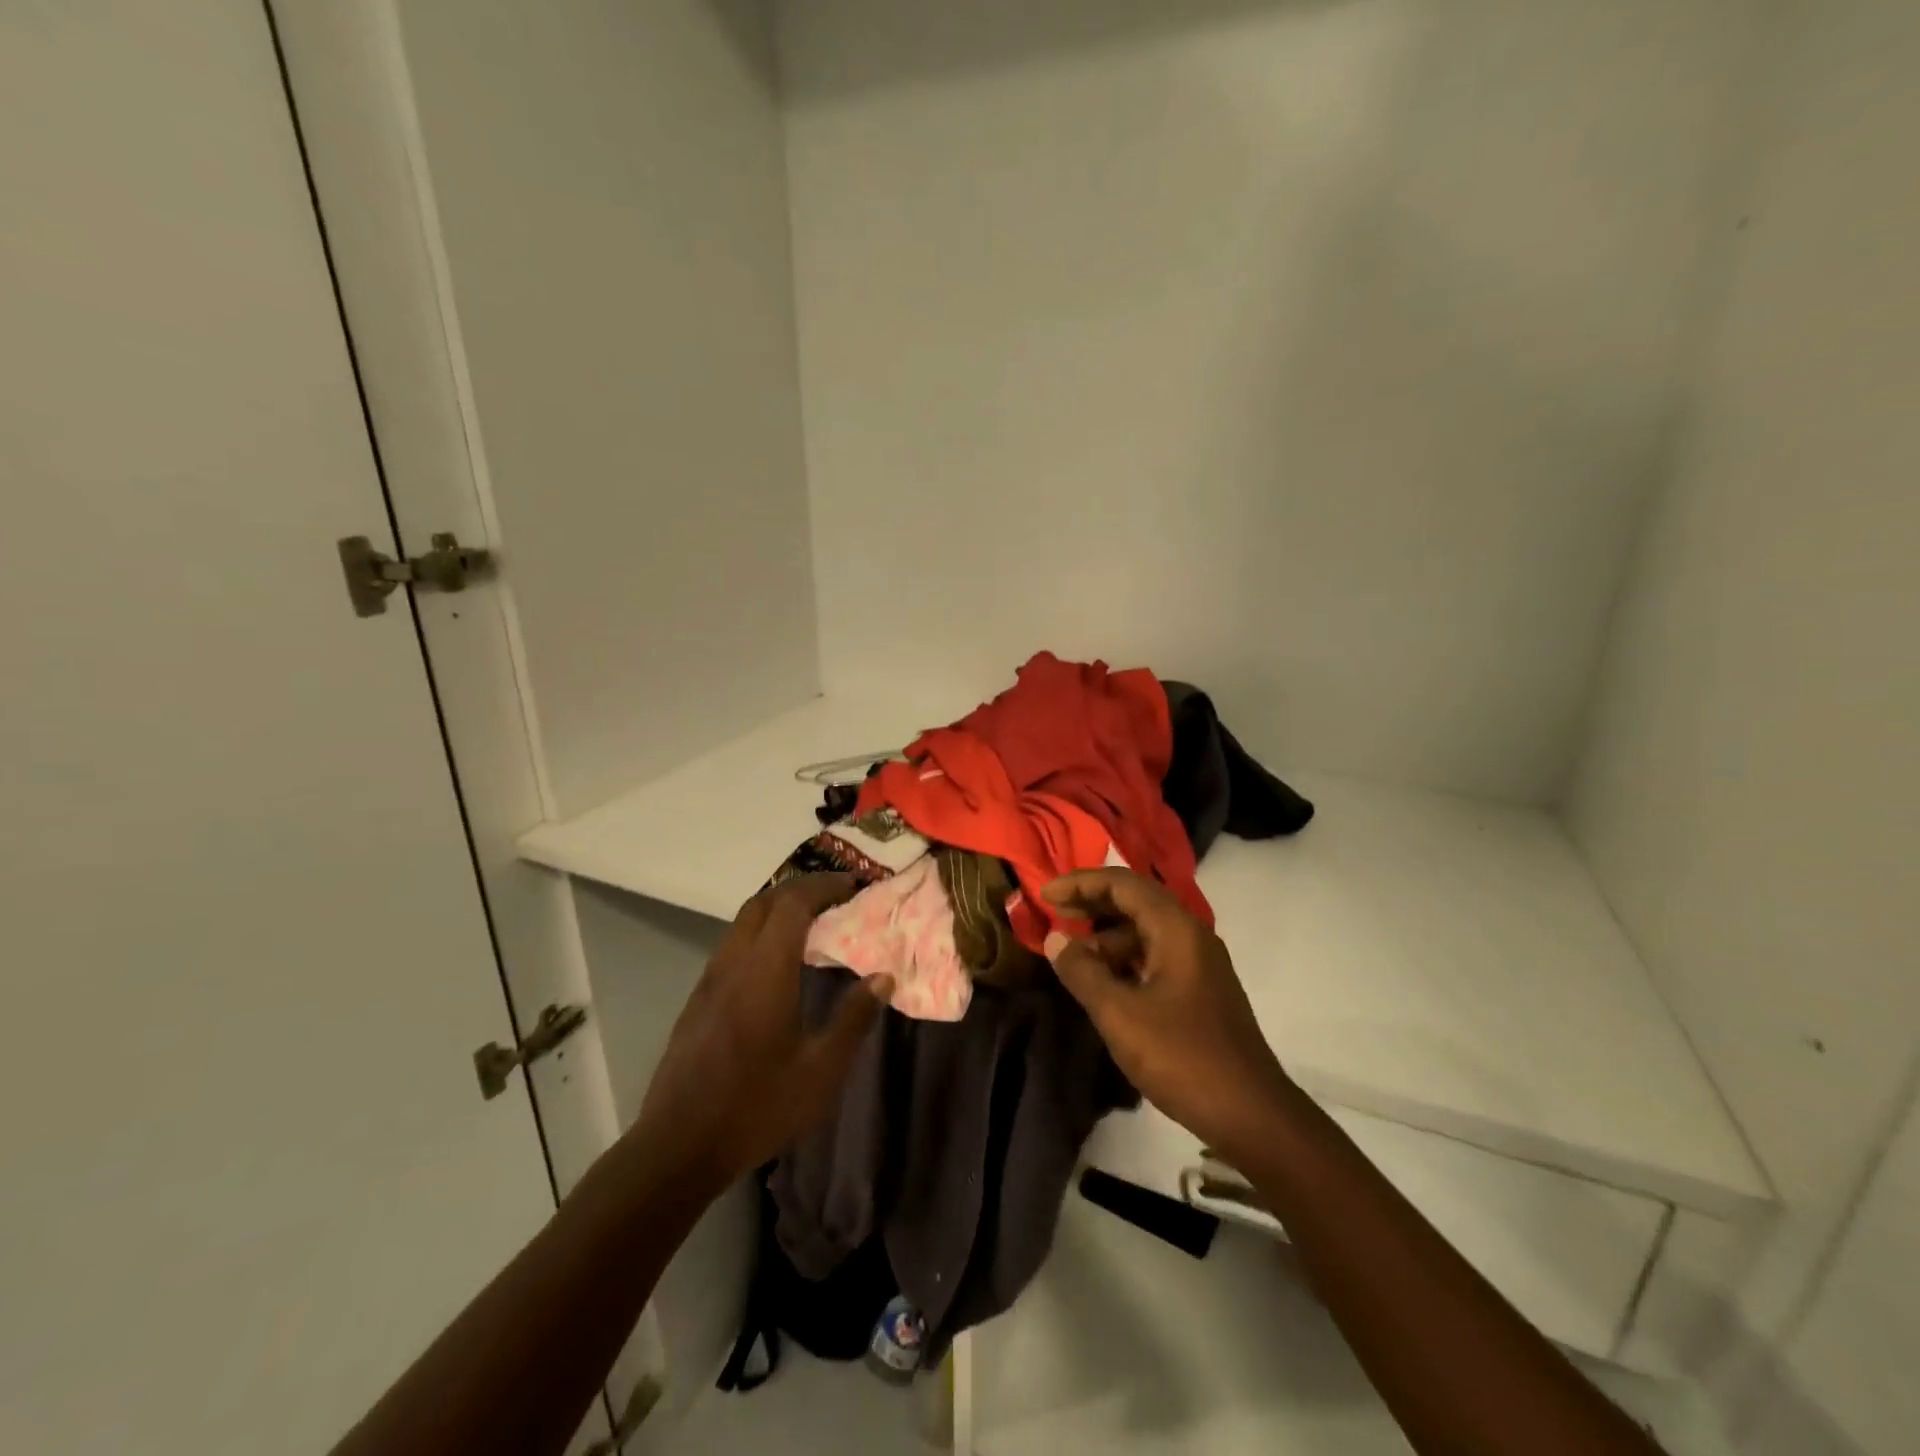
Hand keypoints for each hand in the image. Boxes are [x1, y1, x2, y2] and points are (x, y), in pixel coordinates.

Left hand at [634, 874, 892, 1188]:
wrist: (677, 1148)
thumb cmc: (756, 1107)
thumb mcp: (820, 1070)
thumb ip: (853, 1018)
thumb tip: (883, 977)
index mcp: (764, 970)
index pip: (793, 903)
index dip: (825, 885)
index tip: (855, 885)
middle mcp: (733, 963)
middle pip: (764, 902)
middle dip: (801, 889)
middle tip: (837, 898)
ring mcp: (710, 981)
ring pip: (743, 922)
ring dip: (778, 910)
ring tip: (813, 924)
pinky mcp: (698, 1000)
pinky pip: (733, 946)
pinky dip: (761, 934)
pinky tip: (779, 965)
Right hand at [1043, 868, 1293, 1164]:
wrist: (1251, 1114)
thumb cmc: (1182, 1056)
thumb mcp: (1119, 1014)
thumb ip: (1083, 972)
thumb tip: (1055, 938)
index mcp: (1176, 929)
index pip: (1123, 884)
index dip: (1081, 883)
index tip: (1045, 896)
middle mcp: (1191, 935)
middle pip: (1136, 901)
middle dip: (1093, 904)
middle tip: (1054, 915)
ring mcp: (1199, 964)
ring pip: (1145, 931)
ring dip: (1107, 937)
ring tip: (1072, 958)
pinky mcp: (1200, 990)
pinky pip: (1155, 957)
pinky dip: (1125, 960)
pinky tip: (1103, 982)